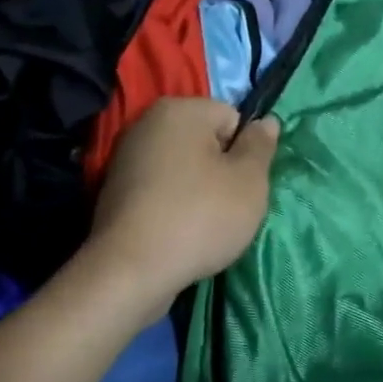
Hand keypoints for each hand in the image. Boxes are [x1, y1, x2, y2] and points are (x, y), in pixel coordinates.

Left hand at [87, 98, 279, 306]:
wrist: (130, 272)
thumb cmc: (199, 216)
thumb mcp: (249, 181)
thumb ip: (261, 145)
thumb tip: (267, 121)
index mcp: (180, 109)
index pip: (232, 118)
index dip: (244, 152)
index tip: (241, 184)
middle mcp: (148, 123)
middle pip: (206, 142)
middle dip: (221, 170)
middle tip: (227, 206)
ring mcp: (127, 157)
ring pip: (184, 168)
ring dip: (198, 190)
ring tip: (201, 224)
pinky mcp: (115, 191)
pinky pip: (161, 190)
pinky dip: (173, 205)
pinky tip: (177, 232)